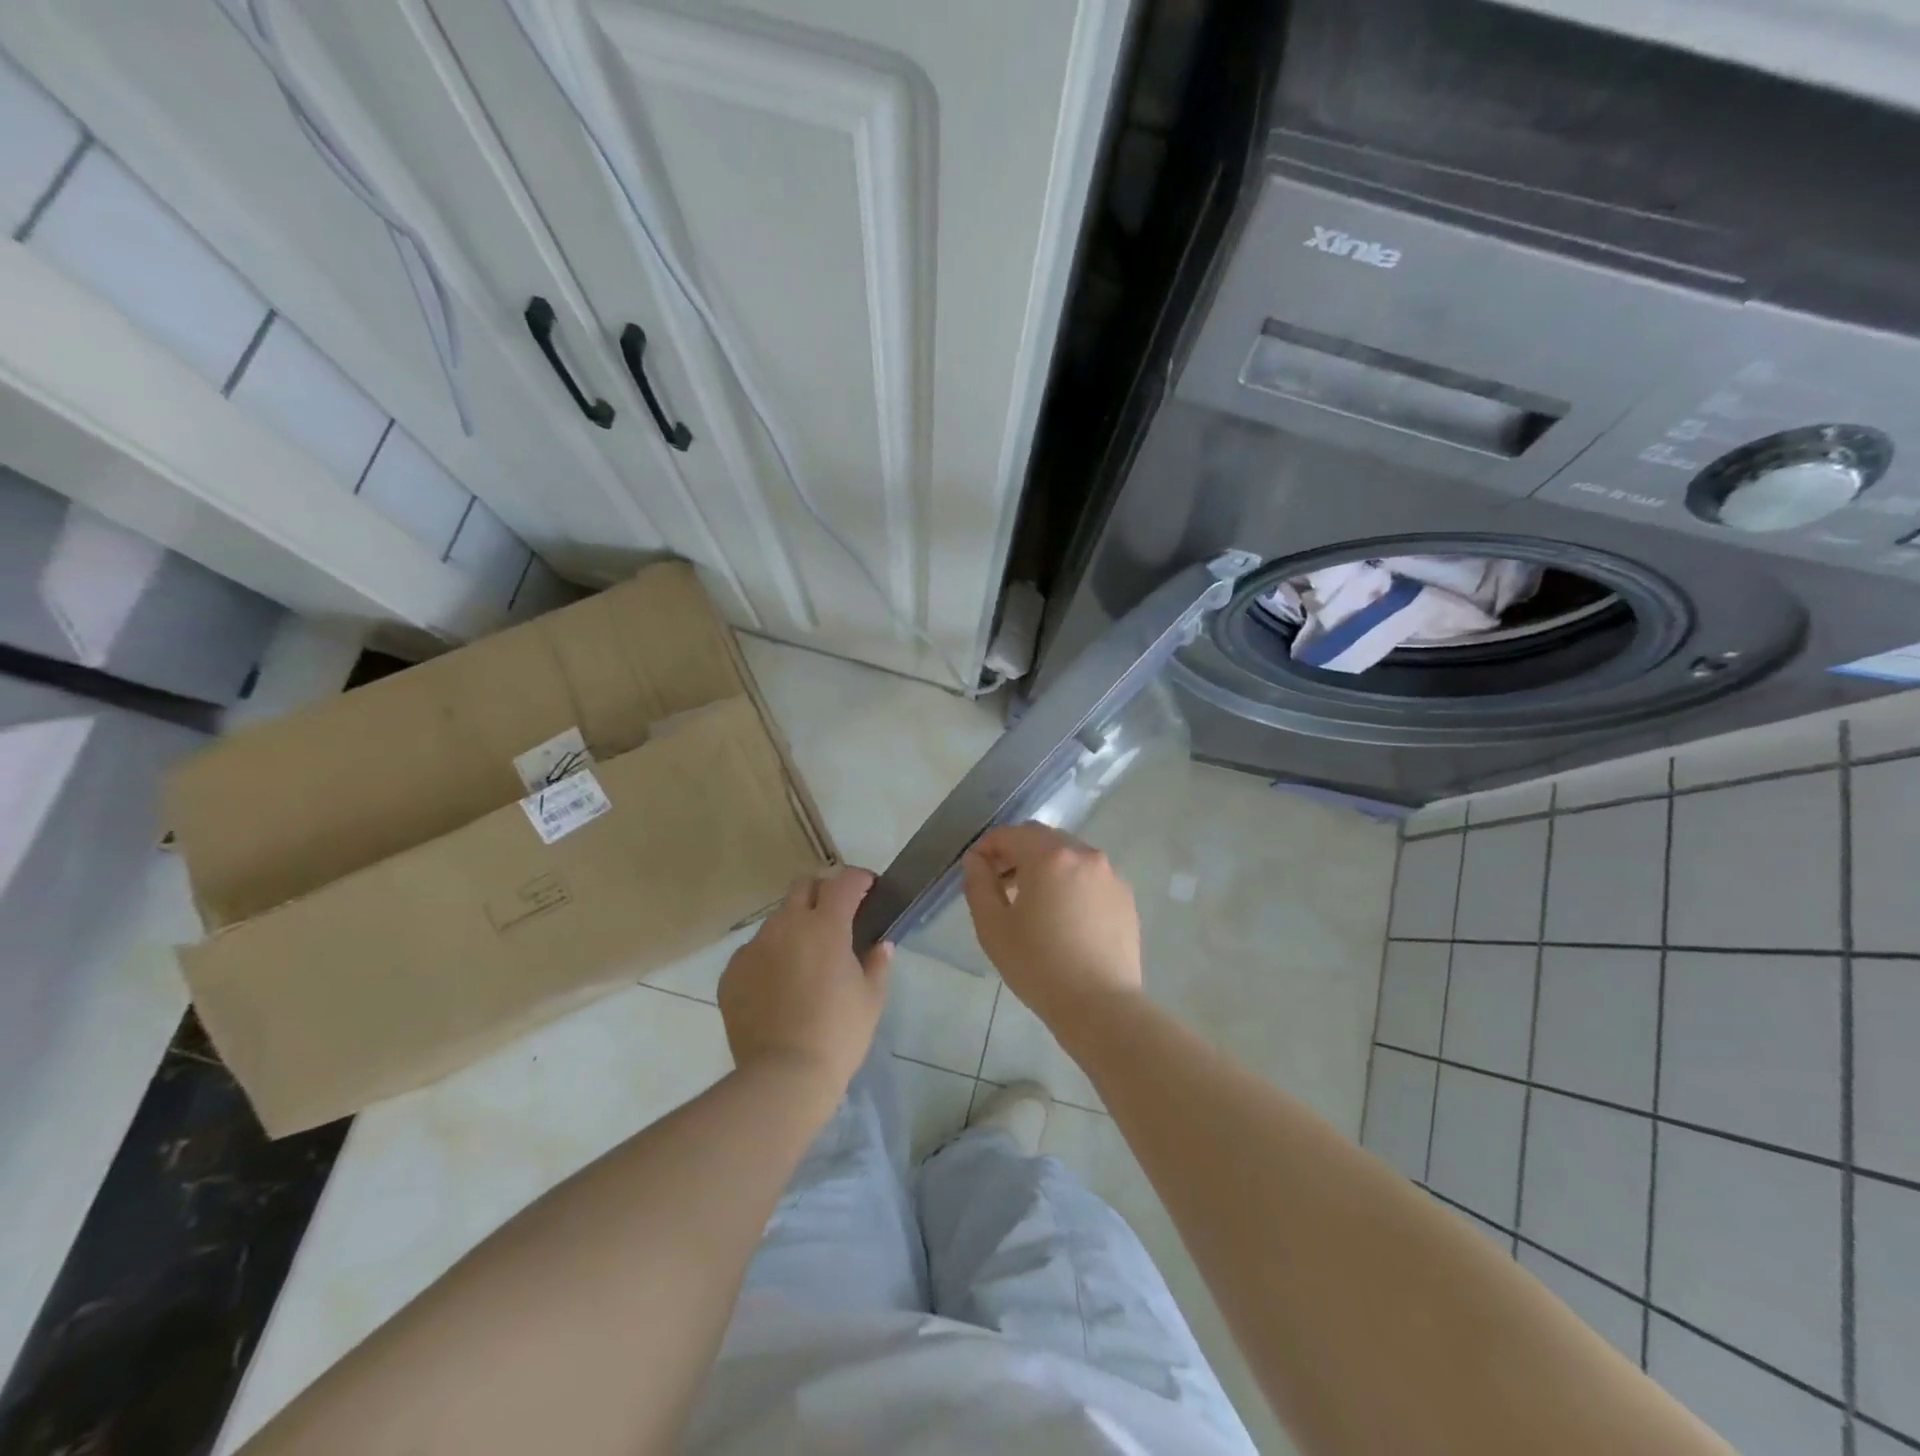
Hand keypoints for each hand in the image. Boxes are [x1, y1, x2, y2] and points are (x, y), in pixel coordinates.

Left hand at [718, 867, 891, 1099]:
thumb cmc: (838, 1034)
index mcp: (826, 926)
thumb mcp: (871, 999)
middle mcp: (786, 925)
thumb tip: (880, 945)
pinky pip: (753, 951)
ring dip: (794, 926)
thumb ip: (877, 963)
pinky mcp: (731, 972)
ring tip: (804, 958)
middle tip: (836, 916)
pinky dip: (769, 957)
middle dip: (822, 892)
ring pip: (776, 919)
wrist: (782, 1076)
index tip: (868, 888)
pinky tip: (778, 986)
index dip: (860, 879)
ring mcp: (754, 947)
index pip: (845, 882)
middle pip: (804, 886)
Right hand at [961, 823, 1142, 1026]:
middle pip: (1042, 838)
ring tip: (1030, 901)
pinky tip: (1062, 917)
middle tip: (999, 882)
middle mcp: (1084, 855)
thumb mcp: (993, 927)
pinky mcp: (1124, 897)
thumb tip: (976, 861)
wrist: (1101, 1006)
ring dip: (1044, 866)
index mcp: (1050, 856)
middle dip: (1016, 852)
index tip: (974, 869)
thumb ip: (979, 884)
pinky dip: (1070, 883)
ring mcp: (1109, 875)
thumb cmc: (1039, 966)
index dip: (987, 847)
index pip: (1010, 834)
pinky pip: (1089, 877)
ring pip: (1068, 856)